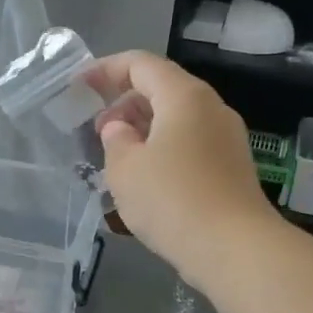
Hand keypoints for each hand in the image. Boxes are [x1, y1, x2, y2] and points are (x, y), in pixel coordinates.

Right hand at [87, 52, 277, 291]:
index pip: (141, 64)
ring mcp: (226, 139)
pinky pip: (189, 144)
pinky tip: (145, 179)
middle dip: (123, 104)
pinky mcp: (231, 168)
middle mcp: (211, 108)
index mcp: (184, 96)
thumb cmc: (172, 199)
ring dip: (143, 130)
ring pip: (177, 120)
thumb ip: (115, 139)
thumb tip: (120, 128)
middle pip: (162, 89)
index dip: (105, 70)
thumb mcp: (125, 168)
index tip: (78, 87)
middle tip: (95, 132)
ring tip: (116, 158)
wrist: (234, 248)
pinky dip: (162, 150)